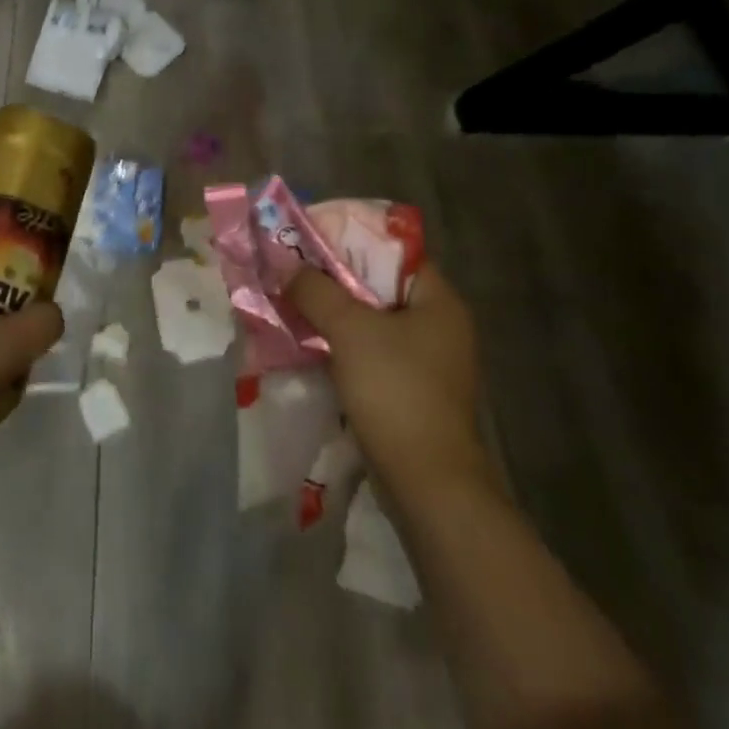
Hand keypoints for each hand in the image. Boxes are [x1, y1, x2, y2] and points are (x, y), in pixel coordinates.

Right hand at [287, 261, 492, 503]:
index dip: (353, 242)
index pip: (395, 252)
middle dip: (336, 282)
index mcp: (439, 301)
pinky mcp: (413, 394)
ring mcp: (428, 364)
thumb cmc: (396, 391)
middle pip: (380, 288)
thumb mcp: (350, 330)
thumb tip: (288, 269)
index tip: (313, 243)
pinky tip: (311, 348)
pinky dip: (344, 349)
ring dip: (336, 318)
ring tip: (294, 308)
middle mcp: (440, 327)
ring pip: (373, 324)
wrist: (429, 487)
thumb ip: (317, 291)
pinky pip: (372, 356)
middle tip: (296, 275)